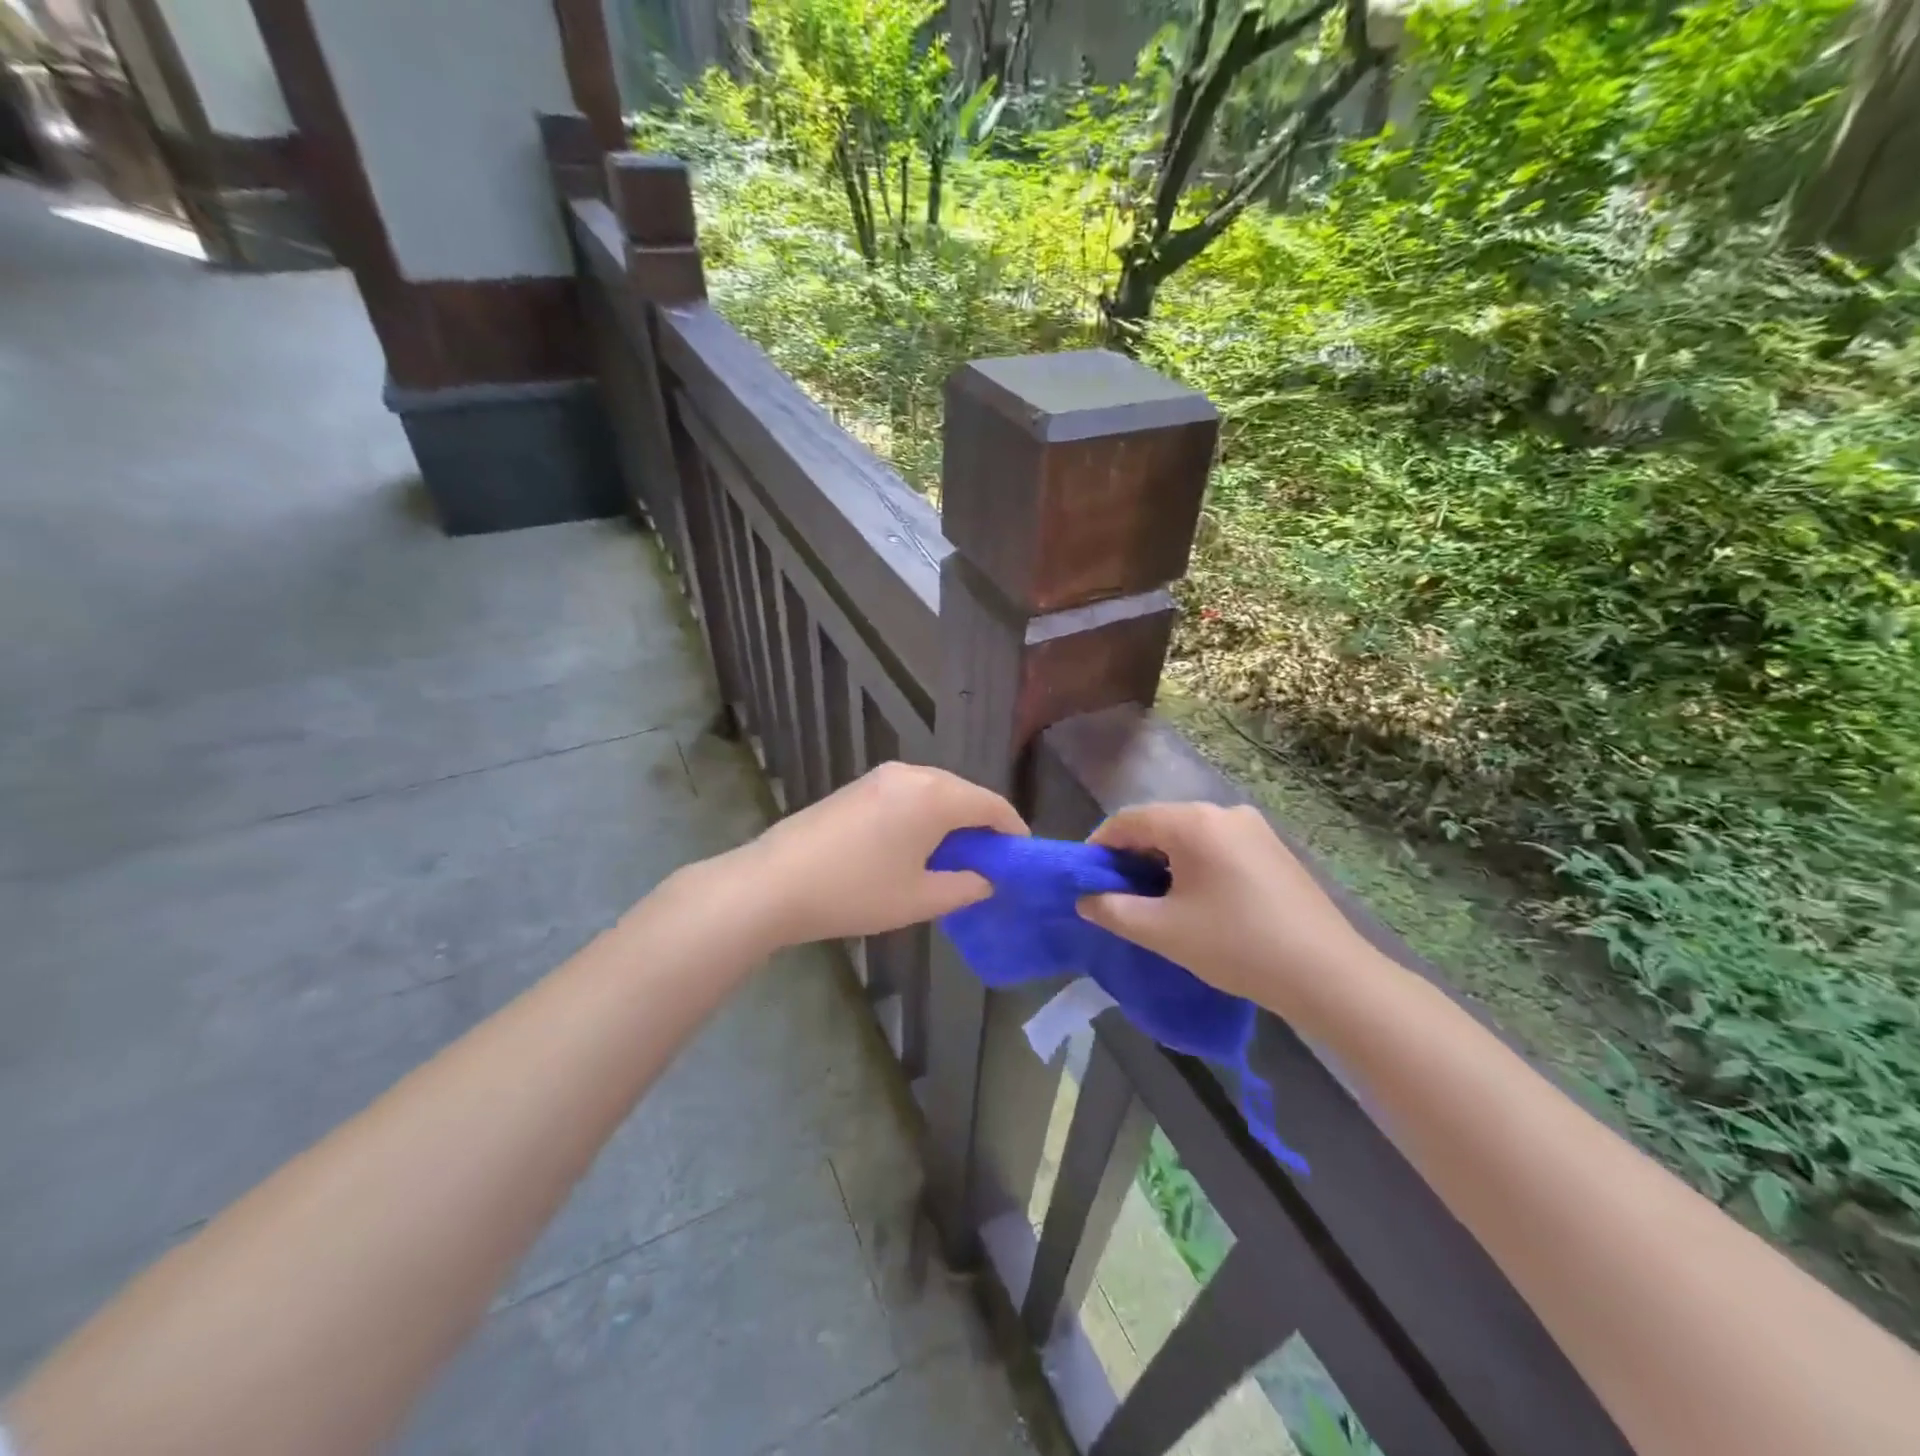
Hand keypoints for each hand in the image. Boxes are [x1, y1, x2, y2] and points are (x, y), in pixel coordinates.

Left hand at [732, 762, 1027, 945]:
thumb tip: (986, 878)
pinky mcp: (859, 785)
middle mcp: (913, 773)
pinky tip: (917, 844)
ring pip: (935, 791)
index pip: (991, 805)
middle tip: (990, 862)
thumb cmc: (856, 892)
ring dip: (952, 819)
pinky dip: (924, 814)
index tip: (1021, 856)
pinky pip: (909, 793)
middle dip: (982, 824)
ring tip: (955, 856)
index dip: (1012, 830)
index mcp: (935, 795)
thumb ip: (965, 886)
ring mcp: (881, 776)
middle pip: (964, 793)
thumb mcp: (920, 899)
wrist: (775, 882)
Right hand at [1076, 801, 1385, 1029]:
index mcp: (1194, 822)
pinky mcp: (1273, 849)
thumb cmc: (1236, 945)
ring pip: (1189, 836)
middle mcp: (1224, 812)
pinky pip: (1217, 846)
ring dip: (1162, 862)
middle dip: (1131, 856)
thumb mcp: (1162, 931)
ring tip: (1153, 901)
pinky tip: (1195, 900)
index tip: (1085, 879)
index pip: (1128, 820)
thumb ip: (1113, 910)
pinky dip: (1194, 865)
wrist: (1327, 974)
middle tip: (1117, 894)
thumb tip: (1085, 899)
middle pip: (1160, 824)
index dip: (1099, 846)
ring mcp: (1254, 828)